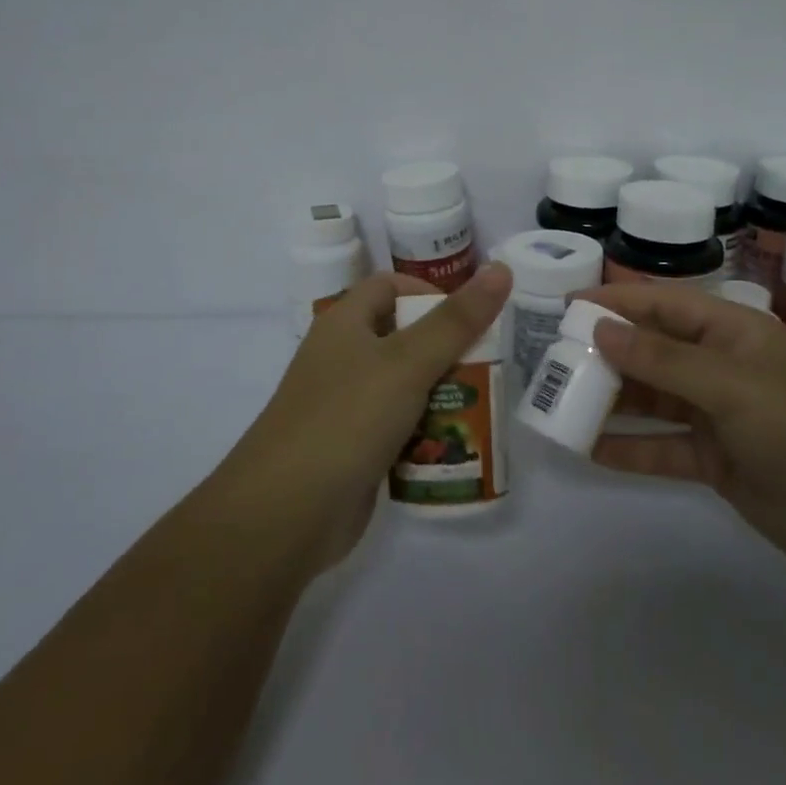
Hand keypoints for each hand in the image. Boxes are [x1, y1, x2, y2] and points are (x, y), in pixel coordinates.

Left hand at [225, 265, 512, 571]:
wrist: (284, 515)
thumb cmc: (346, 420)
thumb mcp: (407, 363)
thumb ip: (457, 320)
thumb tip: (501, 269)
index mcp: (344, 324)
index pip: (390, 286)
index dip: (430, 292)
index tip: (472, 318)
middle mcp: (342, 359)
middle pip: (403, 338)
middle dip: (448, 350)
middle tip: (491, 367)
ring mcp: (345, 407)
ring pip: (404, 387)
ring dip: (442, 395)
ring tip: (485, 407)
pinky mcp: (353, 450)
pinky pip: (398, 429)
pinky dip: (425, 434)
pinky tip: (456, 448)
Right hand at [581, 283, 785, 573]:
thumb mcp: (730, 384)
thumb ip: (663, 358)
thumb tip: (601, 329)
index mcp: (731, 332)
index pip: (663, 304)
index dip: (616, 301)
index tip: (567, 305)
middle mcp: (719, 366)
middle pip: (652, 350)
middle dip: (605, 353)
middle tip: (553, 359)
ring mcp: (715, 414)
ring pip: (651, 400)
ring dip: (611, 401)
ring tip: (560, 402)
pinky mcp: (713, 459)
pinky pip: (661, 448)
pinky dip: (629, 449)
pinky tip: (589, 451)